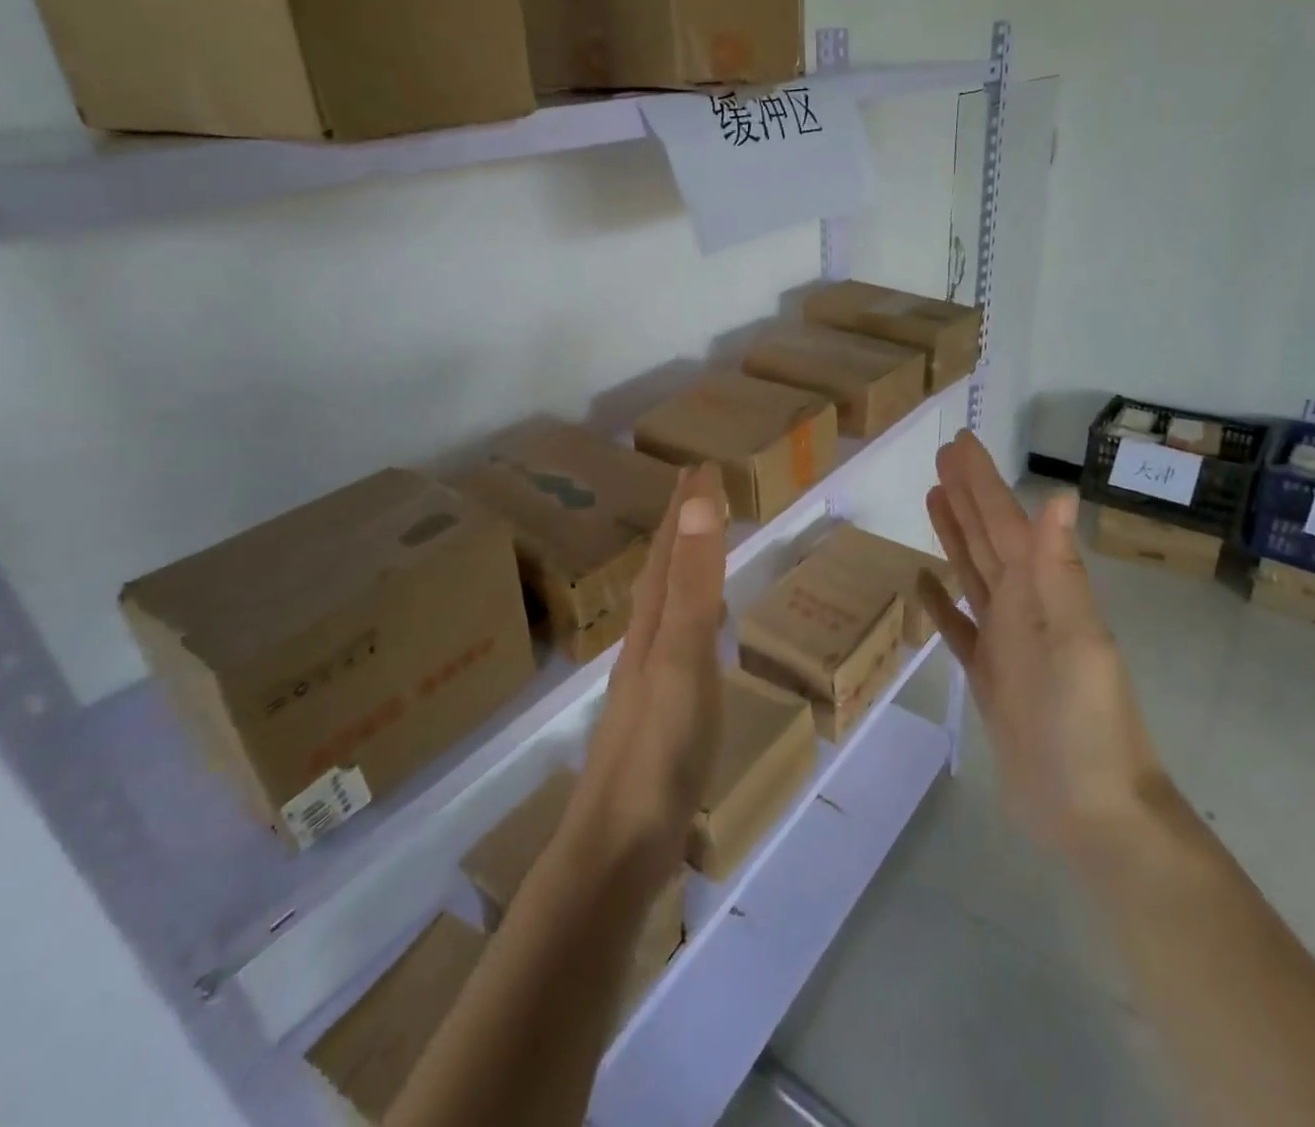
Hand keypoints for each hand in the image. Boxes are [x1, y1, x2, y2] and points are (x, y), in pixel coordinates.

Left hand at [566, 465, 726, 889]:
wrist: (617, 849)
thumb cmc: (659, 750)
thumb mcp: (684, 659)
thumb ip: (694, 584)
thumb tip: (696, 502)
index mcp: (653, 624)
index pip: (671, 549)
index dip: (685, 506)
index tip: (697, 465)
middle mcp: (644, 643)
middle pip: (660, 571)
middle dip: (678, 528)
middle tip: (694, 491)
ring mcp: (646, 682)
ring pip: (661, 606)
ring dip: (678, 569)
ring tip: (692, 548)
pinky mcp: (656, 716)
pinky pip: (671, 643)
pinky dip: (684, 620)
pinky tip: (689, 636)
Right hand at [917, 432, 1163, 853]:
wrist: (1093, 814)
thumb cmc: (1088, 727)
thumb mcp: (1078, 643)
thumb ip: (1060, 572)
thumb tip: (1060, 496)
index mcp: (1042, 593)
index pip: (1005, 523)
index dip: (982, 482)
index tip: (960, 444)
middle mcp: (1023, 607)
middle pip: (986, 539)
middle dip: (966, 496)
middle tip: (942, 457)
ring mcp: (1006, 642)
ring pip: (972, 573)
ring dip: (954, 535)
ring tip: (932, 499)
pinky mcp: (989, 677)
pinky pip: (958, 628)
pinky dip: (940, 602)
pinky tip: (922, 582)